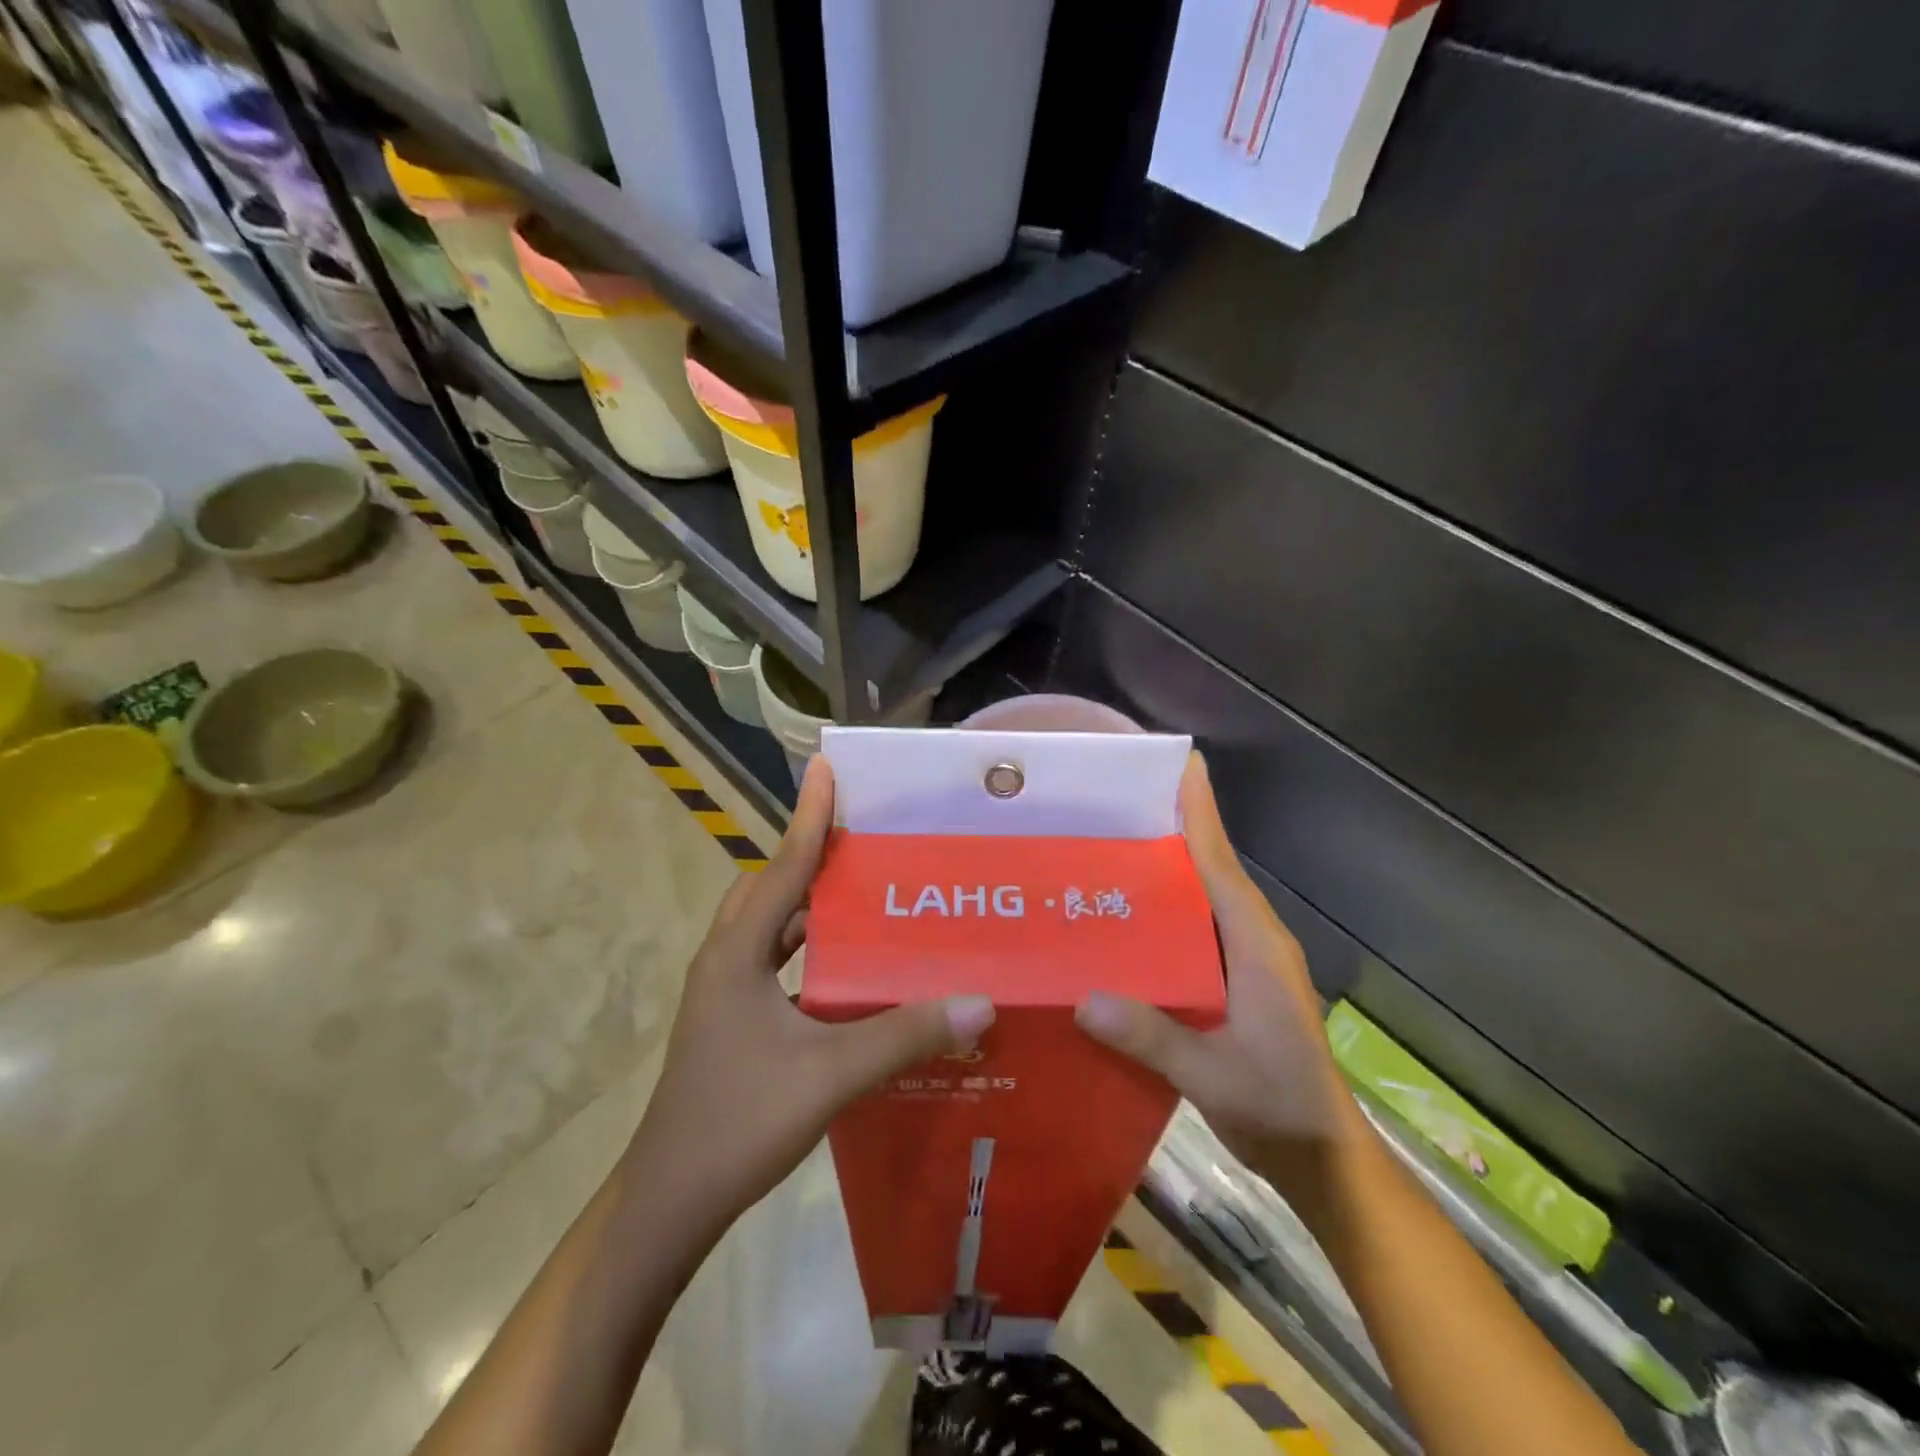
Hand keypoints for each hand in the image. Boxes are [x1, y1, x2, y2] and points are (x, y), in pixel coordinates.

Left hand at [627, 757, 995, 1234]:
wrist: (668, 1202)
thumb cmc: (738, 1123)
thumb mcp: (829, 1075)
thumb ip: (904, 1036)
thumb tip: (980, 1002)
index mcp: (737, 953)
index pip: (782, 867)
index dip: (809, 817)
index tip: (828, 769)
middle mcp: (726, 960)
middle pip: (771, 888)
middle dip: (813, 858)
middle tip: (867, 842)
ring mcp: (725, 993)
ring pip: (772, 928)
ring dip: (812, 907)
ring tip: (867, 897)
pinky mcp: (732, 1021)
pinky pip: (776, 964)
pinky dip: (809, 951)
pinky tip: (850, 972)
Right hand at [1074, 754, 1351, 1186]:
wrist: (1323, 1161)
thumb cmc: (1281, 1109)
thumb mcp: (1216, 1076)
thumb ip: (1153, 1039)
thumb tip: (1084, 999)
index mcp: (1256, 946)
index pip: (1221, 864)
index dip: (1200, 813)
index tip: (1181, 764)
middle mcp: (1251, 941)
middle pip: (1208, 870)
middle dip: (1170, 831)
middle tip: (1114, 805)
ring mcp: (1244, 964)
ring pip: (1200, 902)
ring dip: (1164, 873)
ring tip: (1106, 851)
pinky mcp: (1232, 986)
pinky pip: (1193, 934)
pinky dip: (1164, 916)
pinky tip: (1121, 923)